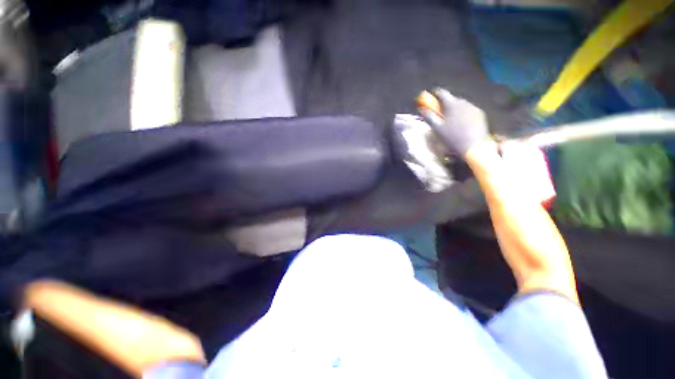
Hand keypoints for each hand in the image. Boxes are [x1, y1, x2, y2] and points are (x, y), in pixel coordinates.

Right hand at [419, 88, 490, 158]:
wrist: (473, 146)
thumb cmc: (452, 137)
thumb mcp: (437, 128)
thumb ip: (429, 117)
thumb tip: (422, 109)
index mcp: (452, 104)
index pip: (442, 93)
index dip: (436, 93)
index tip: (432, 95)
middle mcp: (464, 102)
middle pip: (452, 99)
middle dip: (445, 103)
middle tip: (441, 111)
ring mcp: (473, 107)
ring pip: (461, 105)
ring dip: (455, 109)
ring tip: (451, 119)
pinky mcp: (480, 114)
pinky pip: (469, 110)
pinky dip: (463, 114)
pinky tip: (461, 124)